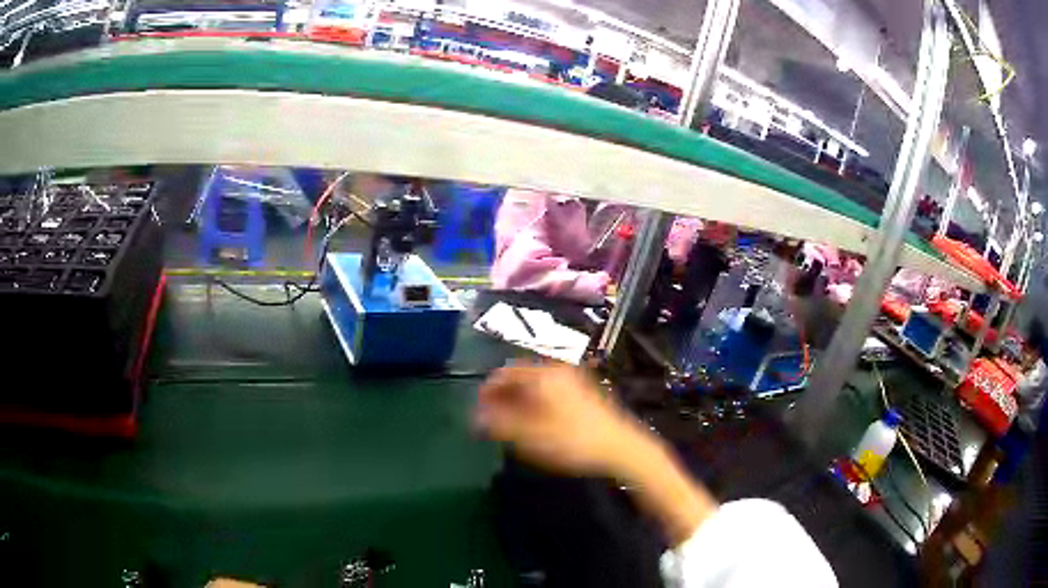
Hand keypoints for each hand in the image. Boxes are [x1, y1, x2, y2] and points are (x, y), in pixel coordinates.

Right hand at [475, 364, 645, 476]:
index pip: (503, 373)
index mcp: (542, 374)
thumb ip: (499, 424)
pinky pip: (550, 391)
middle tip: (492, 419)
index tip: (477, 411)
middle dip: (502, 396)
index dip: (486, 391)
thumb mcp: (530, 435)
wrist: (620, 447)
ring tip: (511, 424)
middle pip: (520, 376)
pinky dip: (535, 402)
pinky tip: (535, 423)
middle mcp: (556, 369)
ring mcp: (572, 379)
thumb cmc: (572, 440)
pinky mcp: (583, 391)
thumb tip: (475, 417)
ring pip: (535, 384)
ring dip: (518, 400)